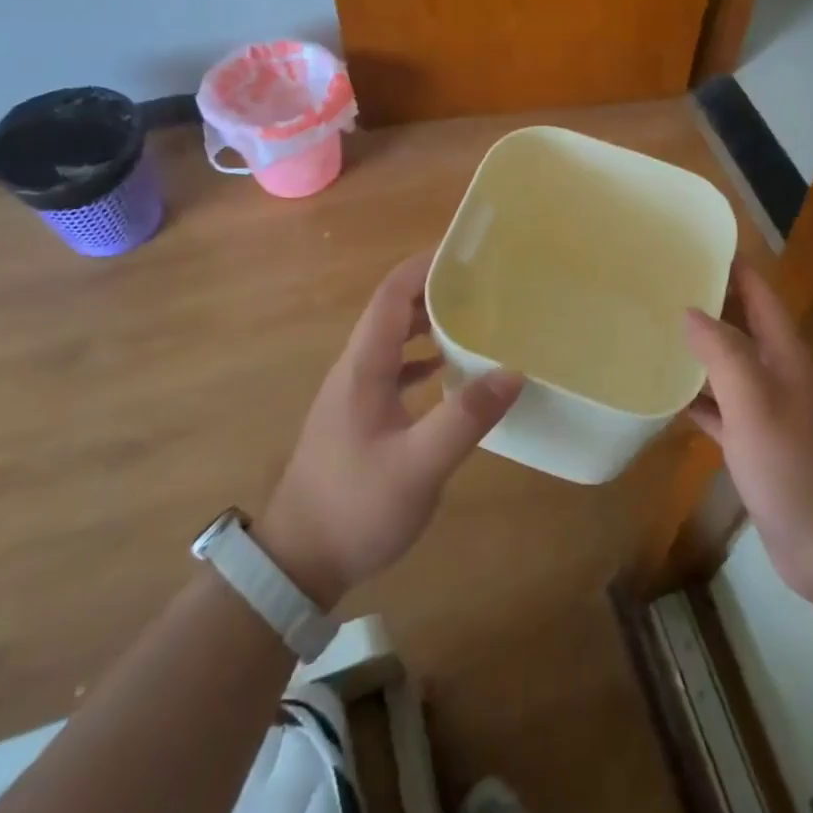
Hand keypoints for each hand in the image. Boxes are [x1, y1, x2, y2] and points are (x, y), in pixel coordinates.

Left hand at [256, 251, 522, 608]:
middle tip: (484, 283)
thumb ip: (465, 418)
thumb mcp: (417, 466)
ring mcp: (355, 394)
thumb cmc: (354, 507)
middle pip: (394, 311)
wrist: (297, 562)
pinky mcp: (360, 417)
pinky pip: (395, 369)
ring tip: (476, 318)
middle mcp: (356, 370)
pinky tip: (451, 371)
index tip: (466, 251)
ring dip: (430, 323)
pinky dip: (424, 359)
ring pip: (395, 340)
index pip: (392, 295)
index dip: (424, 266)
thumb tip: (514, 372)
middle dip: (435, 289)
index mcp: (364, 367)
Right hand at [683, 262, 812, 604]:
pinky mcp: (757, 445)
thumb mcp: (755, 402)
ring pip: (729, 366)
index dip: (735, 266)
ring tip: (656, 330)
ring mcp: (768, 411)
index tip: (697, 243)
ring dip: (700, 349)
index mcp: (785, 355)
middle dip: (710, 302)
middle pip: (742, 326)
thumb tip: (690, 311)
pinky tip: (667, 395)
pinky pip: (722, 409)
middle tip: (663, 284)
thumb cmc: (794, 466)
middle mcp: (779, 375)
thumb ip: (724, 353)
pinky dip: (698, 398)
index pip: (760, 295)